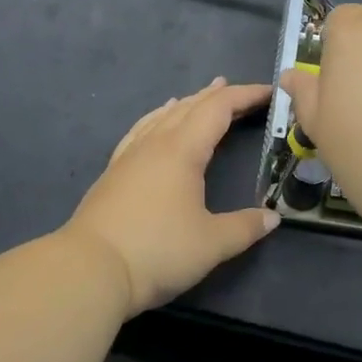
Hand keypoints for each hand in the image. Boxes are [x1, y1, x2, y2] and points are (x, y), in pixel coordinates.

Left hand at [62, 77, 278, 314]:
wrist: (89, 270)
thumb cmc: (157, 251)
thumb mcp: (211, 244)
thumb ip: (245, 227)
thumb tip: (272, 217)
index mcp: (183, 150)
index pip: (219, 109)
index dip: (245, 96)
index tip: (269, 92)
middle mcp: (156, 143)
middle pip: (191, 106)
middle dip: (218, 96)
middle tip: (240, 91)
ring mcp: (130, 155)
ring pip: (163, 115)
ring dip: (188, 103)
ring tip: (201, 96)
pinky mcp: (114, 172)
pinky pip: (142, 129)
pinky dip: (158, 117)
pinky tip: (156, 121)